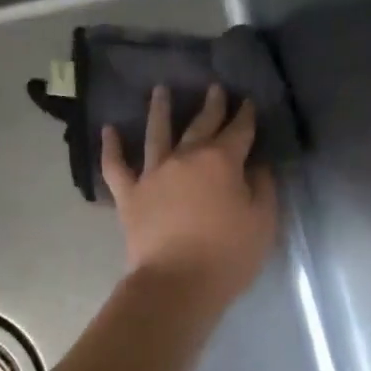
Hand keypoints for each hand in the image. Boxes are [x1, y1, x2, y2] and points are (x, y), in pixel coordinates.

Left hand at [101, 84, 277, 305]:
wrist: (177, 283)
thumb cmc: (228, 255)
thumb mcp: (262, 223)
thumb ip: (262, 188)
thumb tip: (256, 166)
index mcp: (221, 161)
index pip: (239, 131)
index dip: (245, 115)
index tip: (247, 100)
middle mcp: (185, 158)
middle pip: (200, 125)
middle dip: (210, 106)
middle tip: (213, 88)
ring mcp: (153, 174)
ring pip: (156, 134)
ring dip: (160, 110)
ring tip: (160, 90)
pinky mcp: (129, 195)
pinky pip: (115, 166)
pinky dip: (110, 147)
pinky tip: (108, 129)